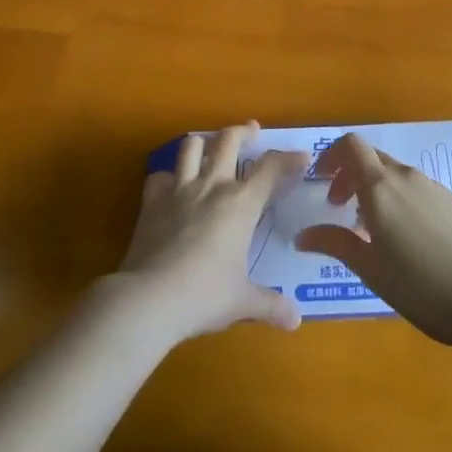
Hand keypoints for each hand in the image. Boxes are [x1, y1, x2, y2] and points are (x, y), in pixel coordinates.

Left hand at [115, 124, 306, 343]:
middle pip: (228, 140)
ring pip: (190, 146)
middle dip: (243, 131)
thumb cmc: (205, 295)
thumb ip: (270, 305)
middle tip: (252, 131)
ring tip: (210, 147)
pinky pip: (160, 175)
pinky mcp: (151, 200)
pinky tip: (172, 186)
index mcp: (241, 203)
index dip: (289, 158)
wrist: (150, 298)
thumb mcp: (242, 301)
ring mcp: (178, 189)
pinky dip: (168, 176)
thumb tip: (295, 320)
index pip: (271, 168)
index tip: (301, 157)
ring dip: (203, 142)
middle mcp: (212, 186)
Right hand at [294, 133, 451, 346]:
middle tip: (338, 208)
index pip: (351, 145)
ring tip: (371, 230)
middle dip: (350, 175)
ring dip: (375, 190)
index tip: (320, 181)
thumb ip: (335, 244)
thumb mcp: (371, 269)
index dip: (331, 155)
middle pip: (372, 158)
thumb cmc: (421, 286)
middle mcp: (407, 177)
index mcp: (381, 187)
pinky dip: (399, 200)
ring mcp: (434, 187)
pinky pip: (417, 189)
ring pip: (395, 175)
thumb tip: (302, 235)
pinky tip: (406, 238)